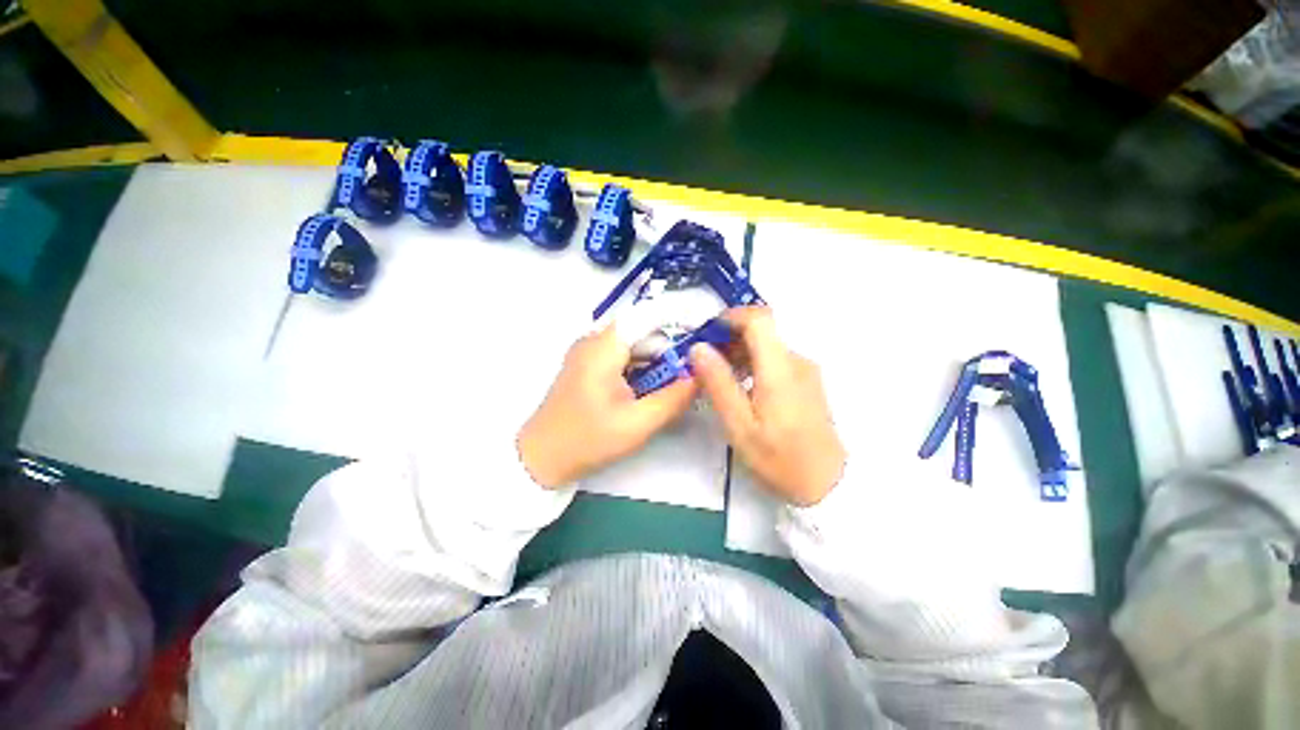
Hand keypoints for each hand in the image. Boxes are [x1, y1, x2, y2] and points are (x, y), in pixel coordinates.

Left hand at [518, 325, 698, 487]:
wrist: (541, 458)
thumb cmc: (587, 440)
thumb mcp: (638, 423)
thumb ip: (675, 397)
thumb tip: (703, 375)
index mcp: (604, 346)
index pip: (649, 314)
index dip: (680, 319)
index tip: (705, 335)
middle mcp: (595, 339)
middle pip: (643, 328)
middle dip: (671, 346)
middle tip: (695, 368)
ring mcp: (588, 351)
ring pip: (634, 342)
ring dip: (657, 358)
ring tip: (679, 380)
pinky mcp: (588, 365)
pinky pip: (622, 355)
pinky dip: (642, 366)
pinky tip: (652, 387)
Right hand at [690, 307, 845, 505]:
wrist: (829, 484)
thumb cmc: (780, 458)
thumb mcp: (740, 425)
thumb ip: (719, 383)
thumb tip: (698, 348)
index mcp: (780, 369)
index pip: (760, 319)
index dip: (731, 316)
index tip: (708, 332)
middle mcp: (797, 361)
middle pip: (763, 330)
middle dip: (730, 336)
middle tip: (705, 358)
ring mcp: (806, 370)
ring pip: (769, 344)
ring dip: (741, 350)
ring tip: (718, 374)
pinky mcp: (808, 381)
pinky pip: (777, 359)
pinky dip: (754, 361)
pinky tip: (741, 385)